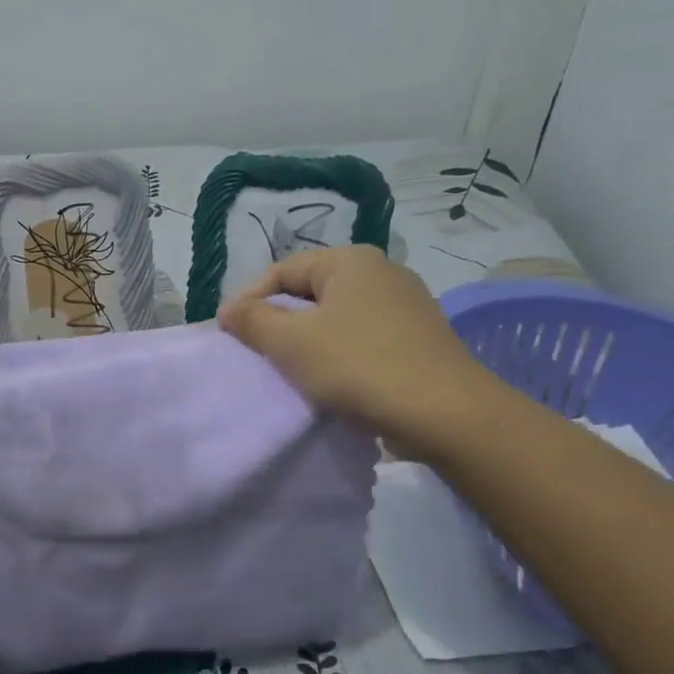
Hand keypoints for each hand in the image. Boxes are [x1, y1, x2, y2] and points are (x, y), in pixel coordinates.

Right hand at [217, 245, 500, 458]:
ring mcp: (406, 304)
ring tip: (288, 368)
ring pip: (337, 316)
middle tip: (256, 350)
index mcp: (350, 260)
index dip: (249, 299)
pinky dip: (338, 352)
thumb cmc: (358, 366)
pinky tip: (330, 379)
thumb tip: (228, 310)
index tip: (229, 333)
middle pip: (310, 291)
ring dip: (307, 339)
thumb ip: (253, 320)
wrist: (444, 413)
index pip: (282, 270)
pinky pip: (362, 336)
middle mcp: (382, 271)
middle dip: (278, 319)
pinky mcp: (419, 337)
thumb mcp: (291, 341)